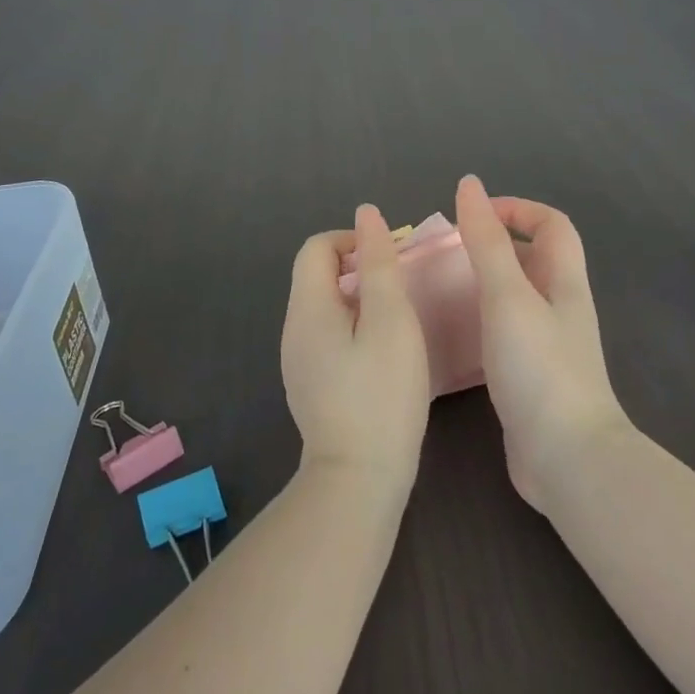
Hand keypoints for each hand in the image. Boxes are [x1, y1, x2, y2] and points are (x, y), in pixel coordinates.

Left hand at [280, 204, 432, 496]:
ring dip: (359, 299)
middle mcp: (293, 329)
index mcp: (307, 308)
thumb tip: (366, 215)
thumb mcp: (391, 320)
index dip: (352, 241)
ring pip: (325, 307)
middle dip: (359, 269)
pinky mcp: (310, 384)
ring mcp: (298, 361)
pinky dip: (353, 328)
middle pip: (317, 275)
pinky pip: (327, 336)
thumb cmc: (381, 394)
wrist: (358, 478)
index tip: (389, 260)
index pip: (316, 247)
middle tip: (401, 290)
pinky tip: (381, 355)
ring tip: (397, 321)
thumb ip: (379, 263)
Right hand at [453, 175, 632, 510]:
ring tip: (442, 287)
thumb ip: (486, 242)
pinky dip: (481, 320)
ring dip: (484, 283)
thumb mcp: (508, 296)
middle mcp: (561, 307)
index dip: (516, 208)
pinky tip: (453, 333)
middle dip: (494, 244)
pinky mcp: (532, 375)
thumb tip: (469, 185)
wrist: (566, 458)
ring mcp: (549, 344)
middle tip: (447, 253)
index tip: (471, 214)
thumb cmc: (539, 368)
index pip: (552, 224)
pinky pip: (506, 331)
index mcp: (564, 281)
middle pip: (535, 258)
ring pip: (518, 296)